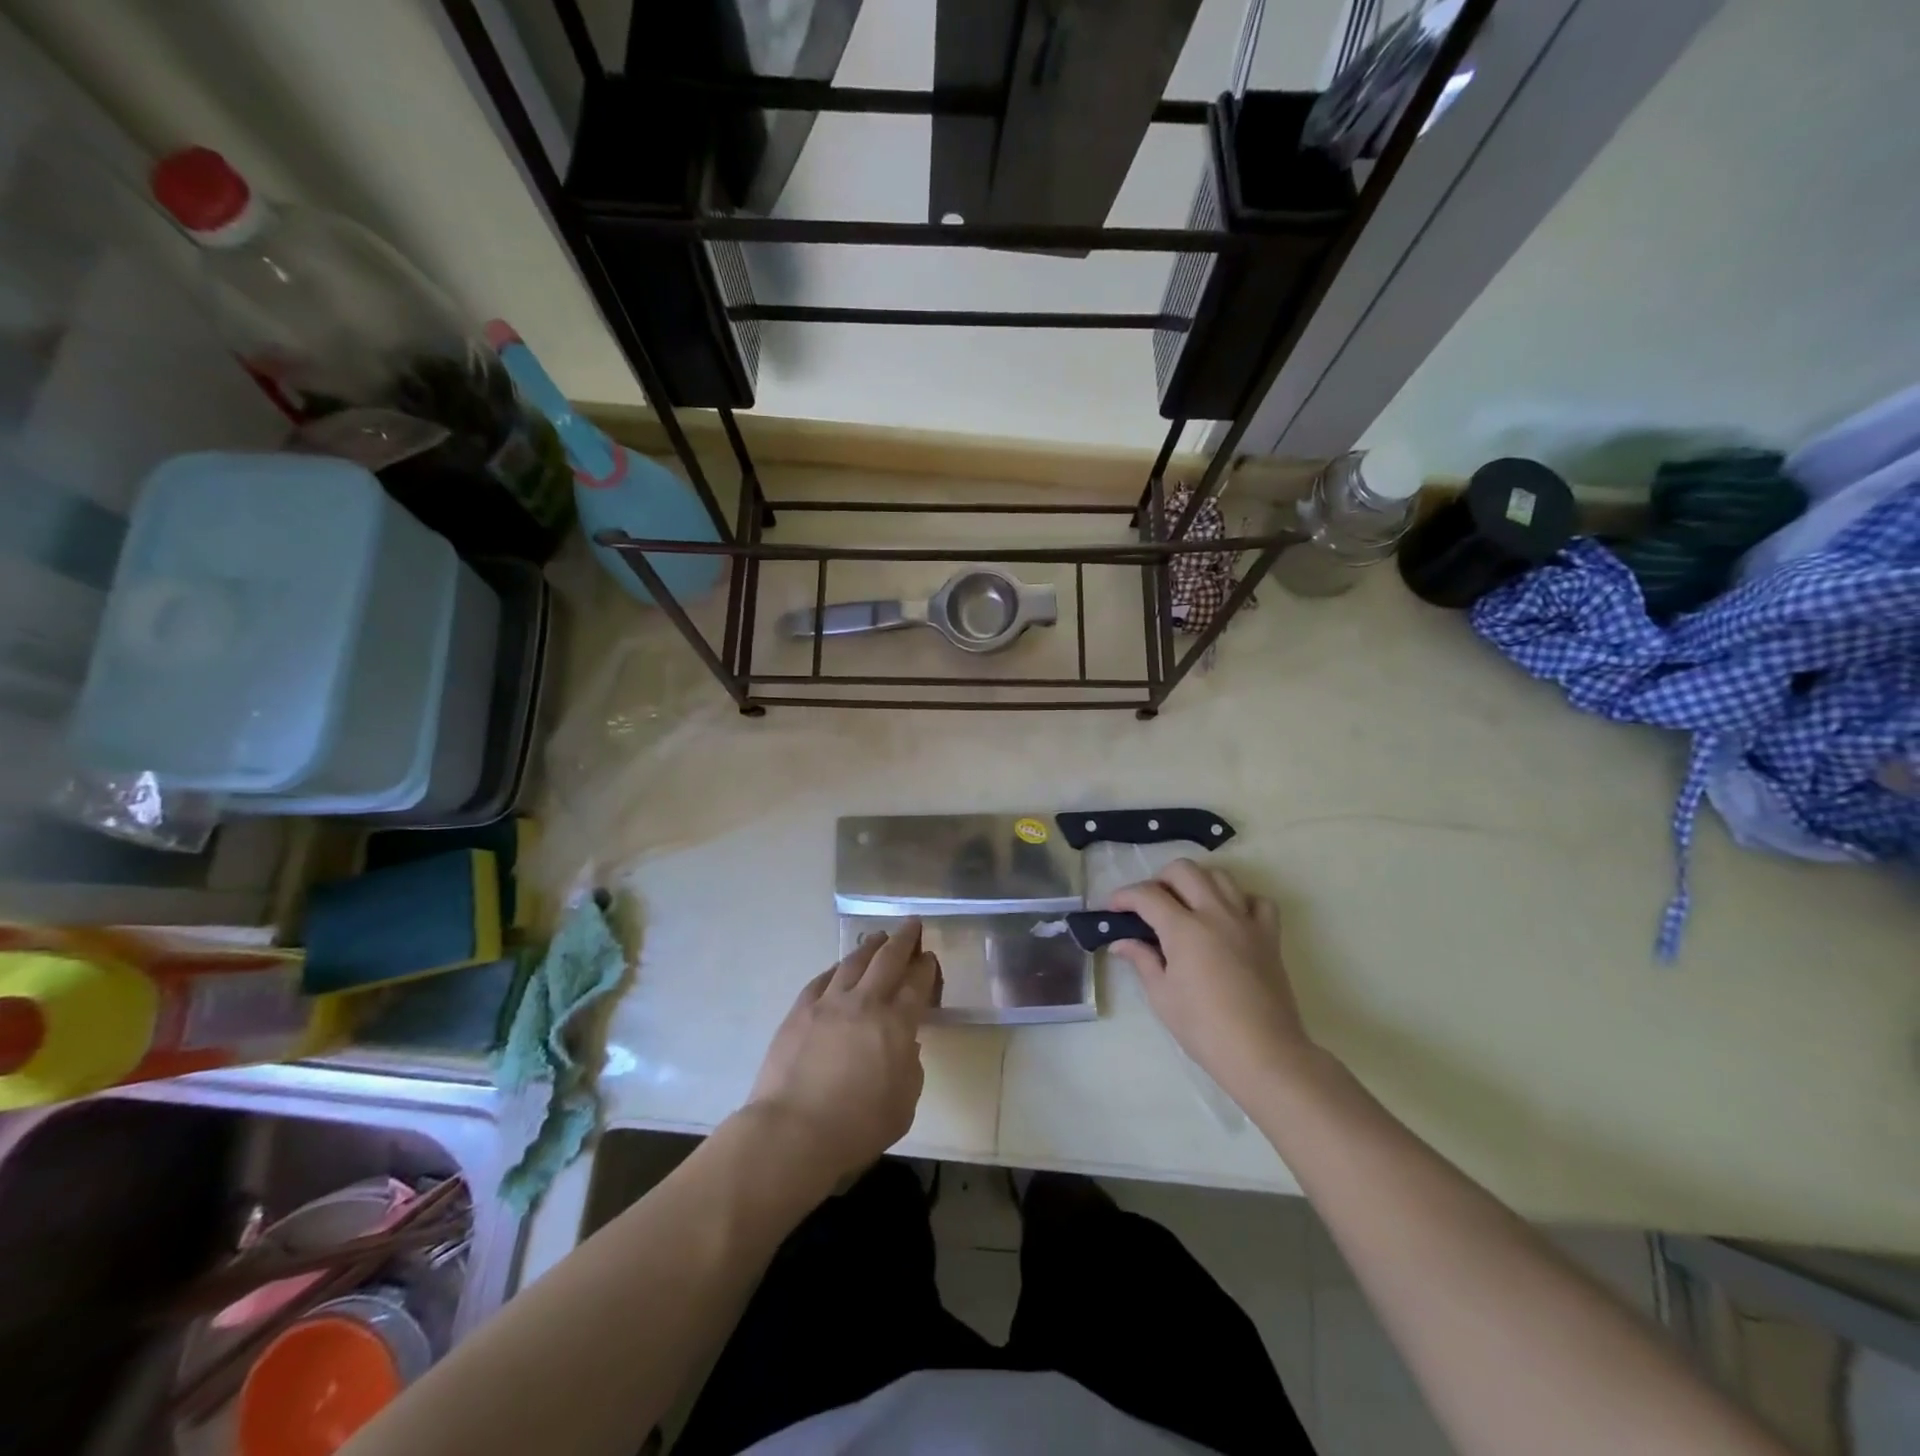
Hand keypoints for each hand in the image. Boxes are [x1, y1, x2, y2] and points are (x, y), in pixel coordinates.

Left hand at [746, 920, 938, 1184]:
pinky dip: (836, 969)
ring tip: (878, 937)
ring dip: (870, 946)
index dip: (926, 967)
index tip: (929, 957)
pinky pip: (822, 979)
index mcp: (897, 1024)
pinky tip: (839, 968)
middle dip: (904, 939)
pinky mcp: (800, 1011)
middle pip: (888, 959)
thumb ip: (910, 1067)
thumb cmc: (857, 1127)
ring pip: (853, 962)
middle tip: (912, 925)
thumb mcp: (904, 1105)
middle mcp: (865, 1003)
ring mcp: (829, 1003)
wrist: (792, 1132)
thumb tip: (904, 1045)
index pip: (917, 983)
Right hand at [1109, 861, 1314, 1106]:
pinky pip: (1257, 901)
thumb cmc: (1204, 1028)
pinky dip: (1240, 900)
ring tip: (1186, 904)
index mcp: (1184, 929)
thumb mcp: (1162, 996)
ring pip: (1220, 876)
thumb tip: (1122, 942)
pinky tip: (1228, 918)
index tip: (1112, 908)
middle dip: (1159, 879)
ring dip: (1197, 882)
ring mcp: (1246, 921)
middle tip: (1149, 904)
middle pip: (1184, 870)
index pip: (1147, 895)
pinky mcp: (1269, 936)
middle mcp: (1215, 913)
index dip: (1124, 896)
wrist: (1263, 1053)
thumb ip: (1142, 960)